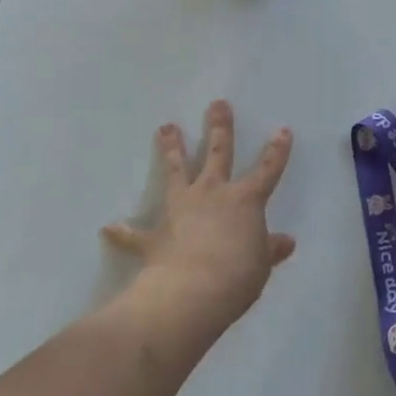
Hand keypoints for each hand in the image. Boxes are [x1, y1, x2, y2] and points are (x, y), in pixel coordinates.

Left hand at [101, 100, 295, 332]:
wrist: (193, 291)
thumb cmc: (238, 274)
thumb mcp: (261, 264)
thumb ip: (270, 249)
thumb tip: (286, 242)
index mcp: (245, 200)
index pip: (267, 170)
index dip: (276, 151)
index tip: (282, 130)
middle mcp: (212, 194)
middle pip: (217, 153)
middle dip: (220, 128)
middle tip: (217, 104)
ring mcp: (181, 209)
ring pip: (176, 171)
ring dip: (171, 149)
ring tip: (165, 127)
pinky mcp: (155, 235)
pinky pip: (135, 234)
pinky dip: (123, 232)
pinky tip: (109, 228)